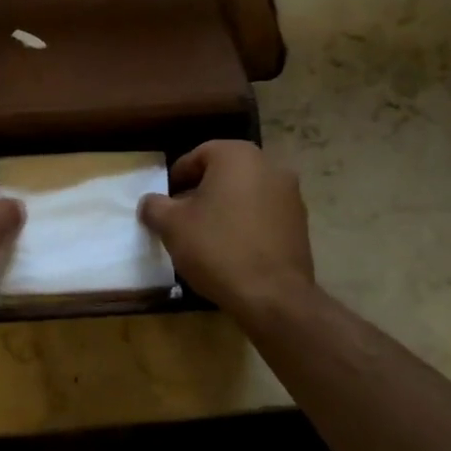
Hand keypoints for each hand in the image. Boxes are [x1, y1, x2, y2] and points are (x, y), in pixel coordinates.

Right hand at [138, 141, 314, 317]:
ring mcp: (290, 194)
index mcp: (237, 156)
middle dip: (201, 191)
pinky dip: (246, 223)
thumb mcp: (172, 226)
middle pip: (224, 172)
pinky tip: (232, 249)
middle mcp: (269, 165)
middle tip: (182, 217)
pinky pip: (264, 214)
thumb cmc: (217, 248)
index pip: (198, 155)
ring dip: (225, 207)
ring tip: (206, 235)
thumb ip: (155, 206)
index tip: (165, 201)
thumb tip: (150, 202)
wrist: (272, 295)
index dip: (177, 177)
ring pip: (246, 193)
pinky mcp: (301, 223)